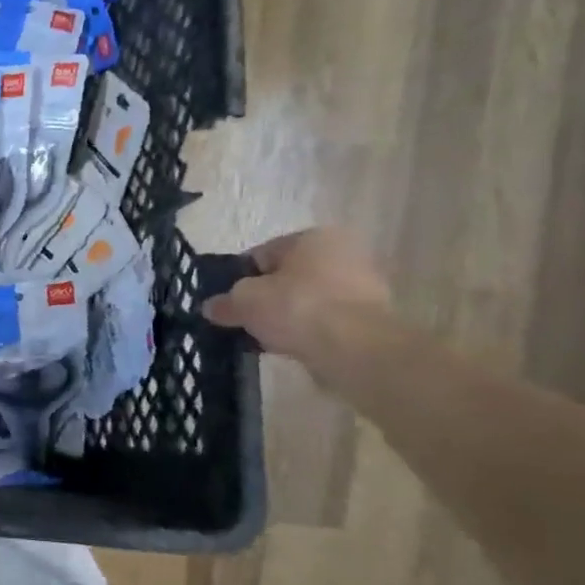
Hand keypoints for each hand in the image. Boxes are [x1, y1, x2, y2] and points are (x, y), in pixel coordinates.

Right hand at [201, 228, 391, 365]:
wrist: (356, 348)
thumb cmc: (296, 307)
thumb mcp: (244, 301)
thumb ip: (225, 302)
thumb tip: (211, 307)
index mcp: (313, 237)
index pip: (263, 254)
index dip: (239, 277)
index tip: (227, 301)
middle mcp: (344, 253)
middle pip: (289, 276)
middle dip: (267, 297)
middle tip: (245, 319)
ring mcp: (364, 286)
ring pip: (308, 299)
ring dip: (288, 315)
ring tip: (266, 337)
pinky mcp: (373, 318)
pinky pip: (327, 321)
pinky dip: (309, 331)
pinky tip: (292, 346)